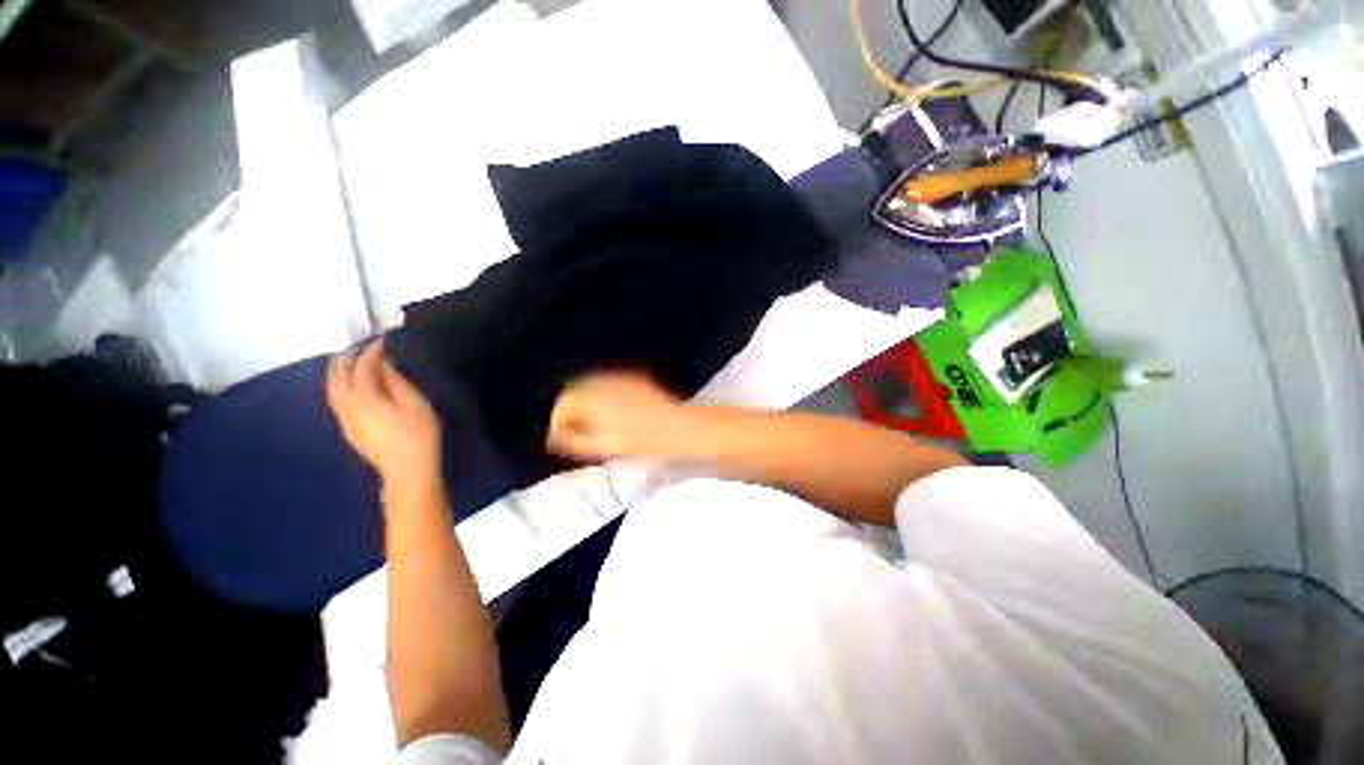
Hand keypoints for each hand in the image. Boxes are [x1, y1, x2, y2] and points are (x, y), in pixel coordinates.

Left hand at [327, 337, 441, 494]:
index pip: (363, 366)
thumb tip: (384, 364)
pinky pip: (337, 400)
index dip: (371, 350)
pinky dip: (341, 385)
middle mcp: (346, 406)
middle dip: (346, 357)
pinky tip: (353, 385)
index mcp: (364, 397)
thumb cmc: (418, 435)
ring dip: (339, 371)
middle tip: (359, 345)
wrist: (407, 470)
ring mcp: (344, 419)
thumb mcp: (415, 403)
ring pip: (331, 389)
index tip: (382, 339)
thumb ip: (396, 381)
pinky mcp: (348, 429)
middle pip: (337, 376)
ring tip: (351, 361)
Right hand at [547, 372, 689, 460]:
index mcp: (592, 397)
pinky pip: (609, 384)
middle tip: (575, 432)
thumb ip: (573, 441)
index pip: (563, 404)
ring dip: (586, 403)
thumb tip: (556, 438)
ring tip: (592, 424)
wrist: (678, 428)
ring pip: (591, 386)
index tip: (560, 439)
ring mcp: (620, 377)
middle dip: (570, 411)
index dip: (558, 422)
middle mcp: (603, 381)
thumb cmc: (641, 441)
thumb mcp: (602, 446)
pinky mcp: (634, 378)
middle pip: (575, 392)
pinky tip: (611, 413)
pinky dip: (602, 396)